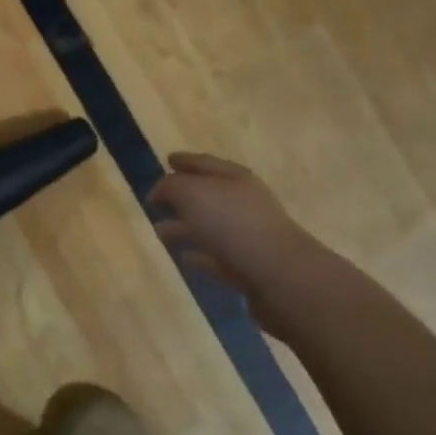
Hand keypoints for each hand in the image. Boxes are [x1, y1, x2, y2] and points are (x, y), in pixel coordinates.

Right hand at [150, 153, 328, 337]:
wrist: (278, 275)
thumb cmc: (233, 224)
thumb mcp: (193, 194)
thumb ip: (171, 187)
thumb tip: (159, 191)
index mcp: (234, 178)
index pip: (204, 162)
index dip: (185, 160)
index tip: (167, 159)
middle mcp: (243, 202)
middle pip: (207, 194)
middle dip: (182, 195)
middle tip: (157, 199)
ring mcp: (247, 235)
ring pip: (209, 226)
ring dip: (184, 226)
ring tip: (159, 231)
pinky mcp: (246, 266)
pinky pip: (216, 256)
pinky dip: (199, 255)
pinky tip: (184, 258)